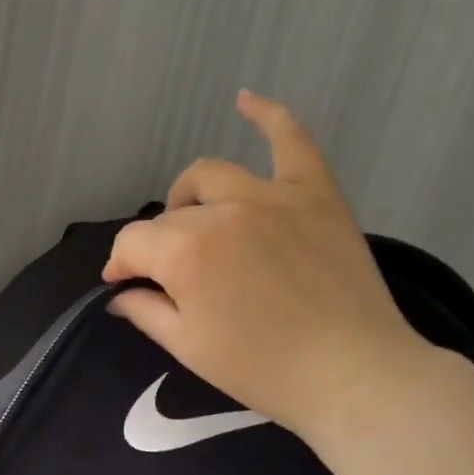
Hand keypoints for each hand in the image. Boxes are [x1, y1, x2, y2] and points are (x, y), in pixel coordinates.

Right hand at [103, 91, 428, 444]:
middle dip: (156, 246)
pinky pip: (292, 141)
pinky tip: (245, 100)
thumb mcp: (187, 347)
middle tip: (169, 278)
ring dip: (190, 198)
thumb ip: (145, 310)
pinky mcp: (316, 193)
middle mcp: (224, 212)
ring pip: (210, 176)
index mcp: (187, 253)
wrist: (353, 375)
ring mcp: (273, 196)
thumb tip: (120, 292)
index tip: (122, 286)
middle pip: (170, 216)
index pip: (133, 244)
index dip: (121, 266)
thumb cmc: (262, 370)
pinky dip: (268, 116)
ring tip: (196, 225)